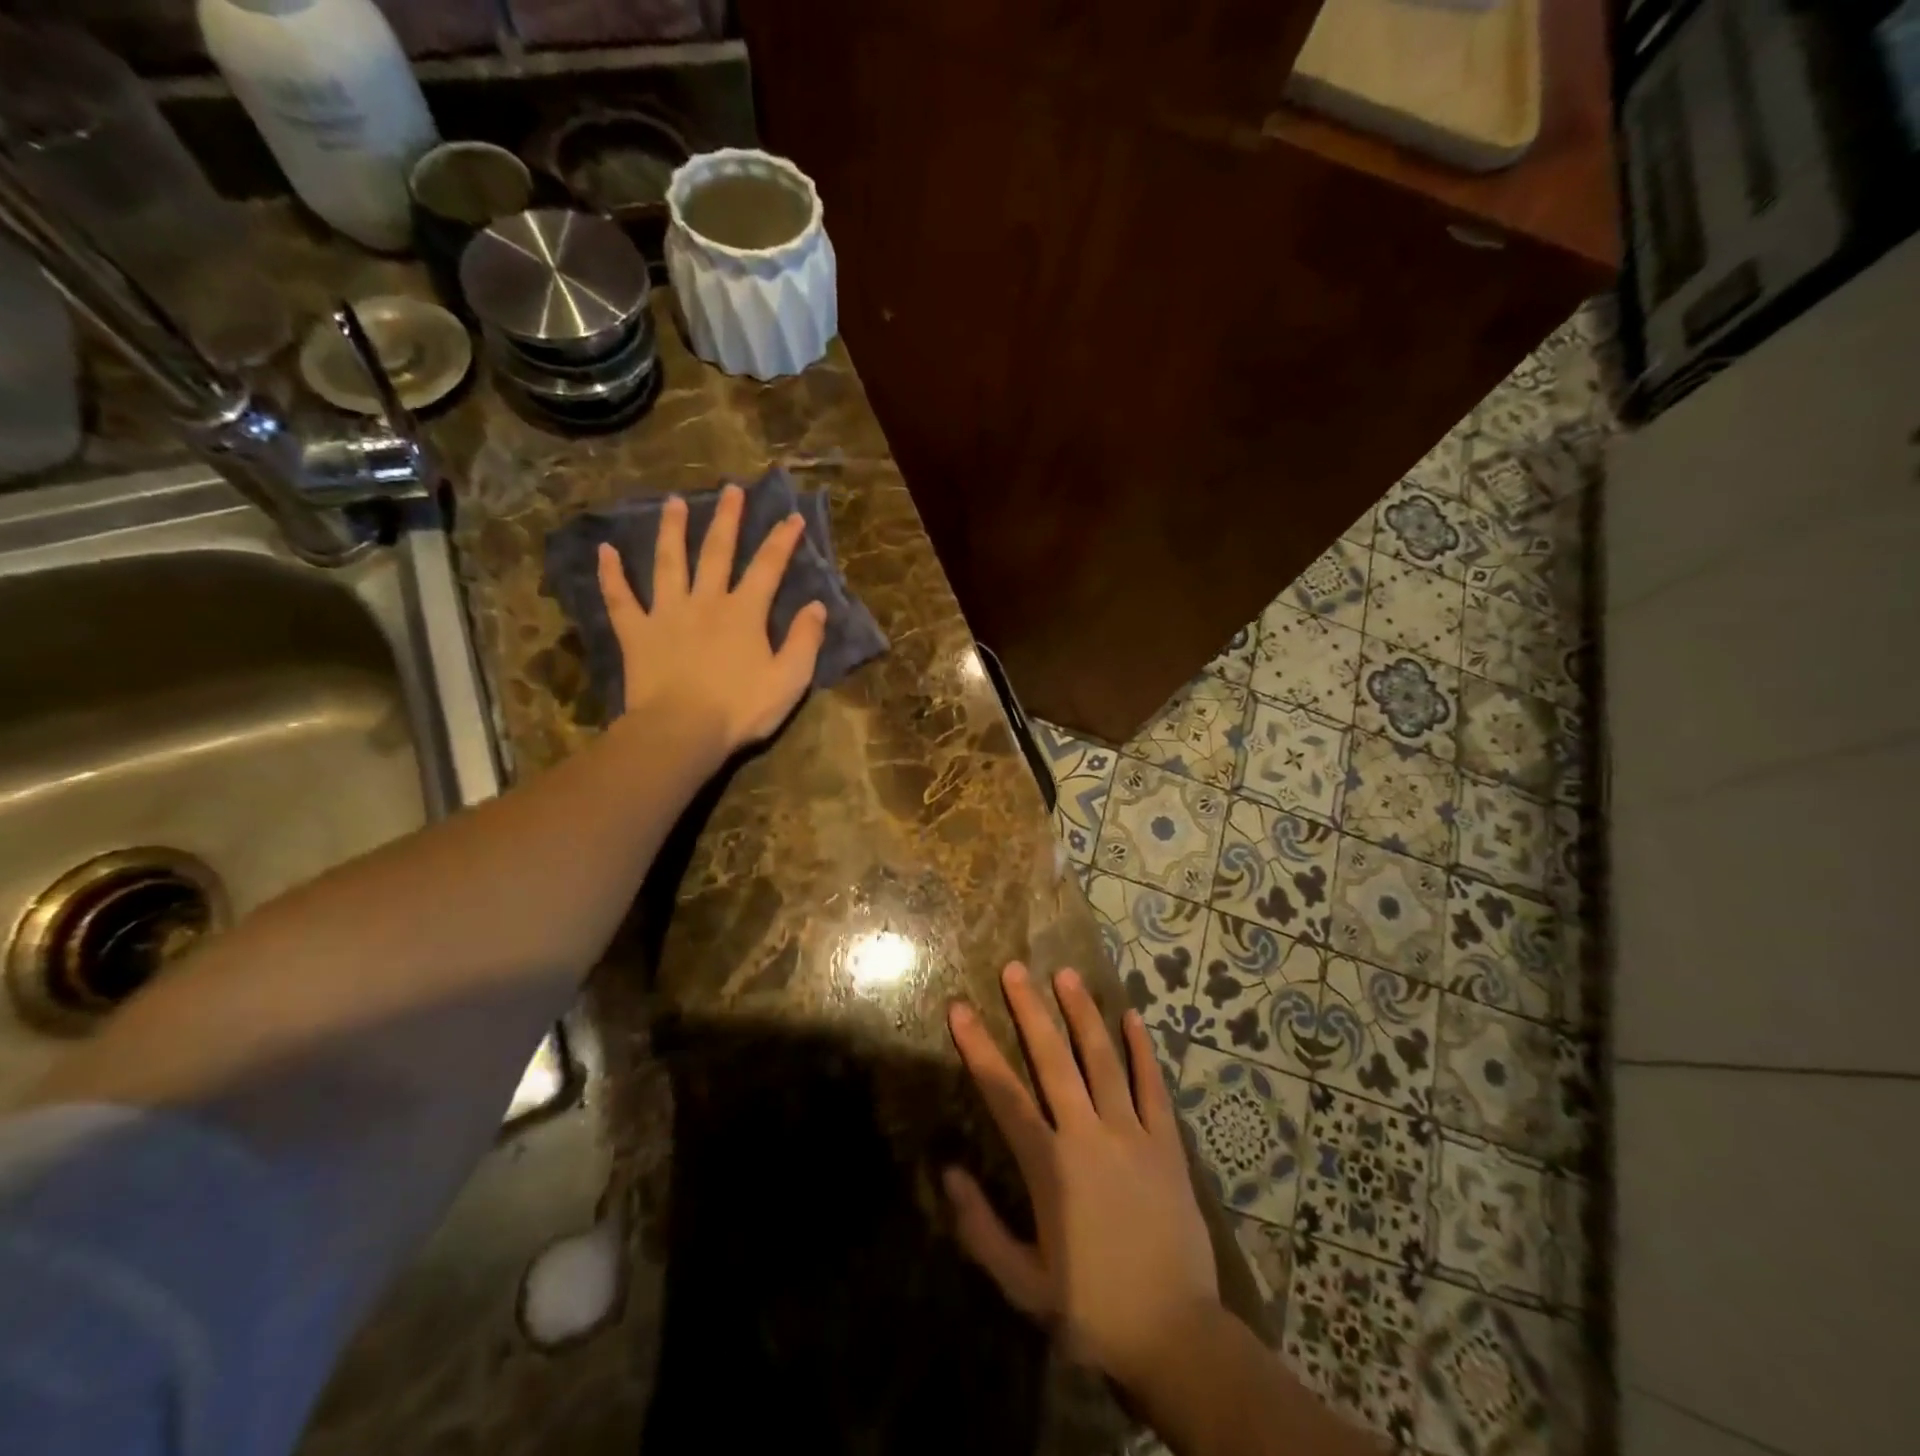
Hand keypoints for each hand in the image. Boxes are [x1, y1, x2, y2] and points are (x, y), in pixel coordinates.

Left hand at [597, 484, 827, 752]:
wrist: (682, 731)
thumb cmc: (740, 708)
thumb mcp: (789, 679)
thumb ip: (804, 640)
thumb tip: (816, 607)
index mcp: (744, 612)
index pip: (768, 567)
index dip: (782, 541)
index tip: (792, 516)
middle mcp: (706, 602)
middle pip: (717, 551)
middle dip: (728, 519)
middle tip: (731, 490)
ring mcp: (667, 613)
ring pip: (669, 562)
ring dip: (672, 530)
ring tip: (673, 502)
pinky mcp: (637, 633)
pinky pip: (619, 598)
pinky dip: (611, 574)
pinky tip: (605, 551)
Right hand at [945, 962, 1218, 1394]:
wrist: (1177, 1336)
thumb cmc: (1092, 1310)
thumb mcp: (1024, 1283)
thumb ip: (981, 1227)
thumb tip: (948, 1172)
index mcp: (1050, 1166)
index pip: (1004, 1093)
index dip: (978, 1048)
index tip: (959, 1009)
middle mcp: (1088, 1136)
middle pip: (1053, 1060)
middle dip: (1030, 1011)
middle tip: (1014, 968)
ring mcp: (1132, 1134)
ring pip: (1103, 1060)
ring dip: (1082, 1014)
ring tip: (1066, 974)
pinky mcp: (1167, 1144)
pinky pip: (1153, 1086)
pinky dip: (1142, 1049)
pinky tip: (1131, 1016)